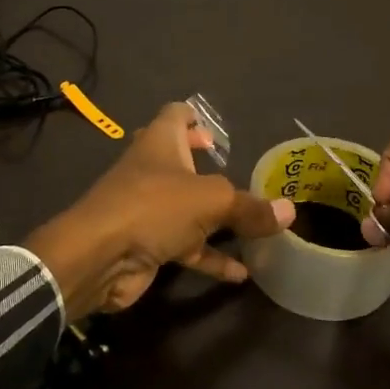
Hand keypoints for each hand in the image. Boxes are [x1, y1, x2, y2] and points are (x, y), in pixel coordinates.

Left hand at [27, 101, 294, 323]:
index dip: (194, 116)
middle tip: (231, 168)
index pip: (175, 115)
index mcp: (160, 143)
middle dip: (204, 164)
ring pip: (187, 207)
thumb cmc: (154, 207)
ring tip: (252, 224)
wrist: (100, 257)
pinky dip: (212, 257)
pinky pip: (187, 247)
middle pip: (179, 159)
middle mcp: (153, 170)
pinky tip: (241, 274)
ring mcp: (148, 209)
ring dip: (216, 217)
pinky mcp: (148, 244)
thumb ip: (251, 207)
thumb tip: (290, 211)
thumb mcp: (212, 201)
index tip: (216, 129)